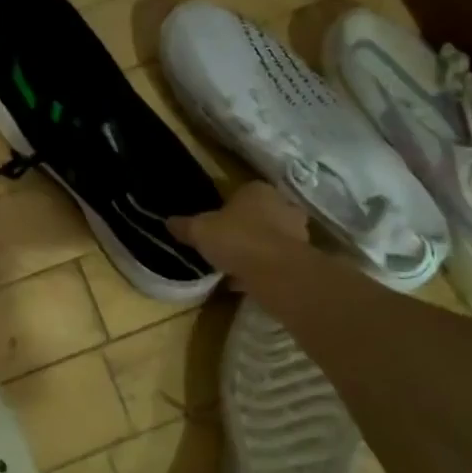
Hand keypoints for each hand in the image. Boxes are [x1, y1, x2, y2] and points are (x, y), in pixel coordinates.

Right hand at [169, 182, 312, 281]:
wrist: (276, 272)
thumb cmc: (237, 239)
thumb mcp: (200, 231)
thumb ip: (184, 226)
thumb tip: (168, 222)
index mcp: (257, 190)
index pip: (240, 194)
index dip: (226, 210)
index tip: (214, 226)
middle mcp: (282, 205)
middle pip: (259, 215)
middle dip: (245, 229)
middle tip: (225, 245)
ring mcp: (297, 232)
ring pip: (270, 238)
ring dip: (256, 250)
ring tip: (234, 267)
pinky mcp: (302, 258)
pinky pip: (277, 261)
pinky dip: (263, 269)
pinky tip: (246, 282)